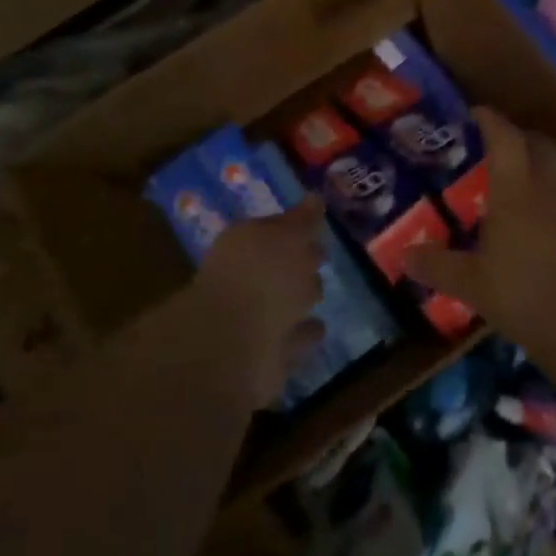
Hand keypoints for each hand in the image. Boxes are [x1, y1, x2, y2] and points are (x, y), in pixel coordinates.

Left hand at [193, 198, 326, 408]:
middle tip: (320, 256)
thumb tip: (315, 199)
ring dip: (300, 299)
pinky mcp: (268, 355)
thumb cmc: (260, 278)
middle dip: (299, 262)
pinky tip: (319, 327)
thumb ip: (301, 221)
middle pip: (279, 266)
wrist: (234, 346)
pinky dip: (304, 333)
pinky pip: (294, 338)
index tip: (316, 223)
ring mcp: (255, 319)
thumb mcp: (284, 237)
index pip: (274, 230)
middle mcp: (246, 279)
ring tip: (319, 294)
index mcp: (245, 244)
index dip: (294, 226)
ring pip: (286, 303)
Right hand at [408, 108, 555, 350]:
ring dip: (544, 171)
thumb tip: (404, 255)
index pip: (506, 138)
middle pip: (542, 146)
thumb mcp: (471, 284)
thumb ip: (437, 266)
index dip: (492, 121)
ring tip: (525, 190)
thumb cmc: (526, 294)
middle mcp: (552, 190)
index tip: (478, 112)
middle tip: (503, 145)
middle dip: (523, 137)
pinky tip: (551, 232)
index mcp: (517, 190)